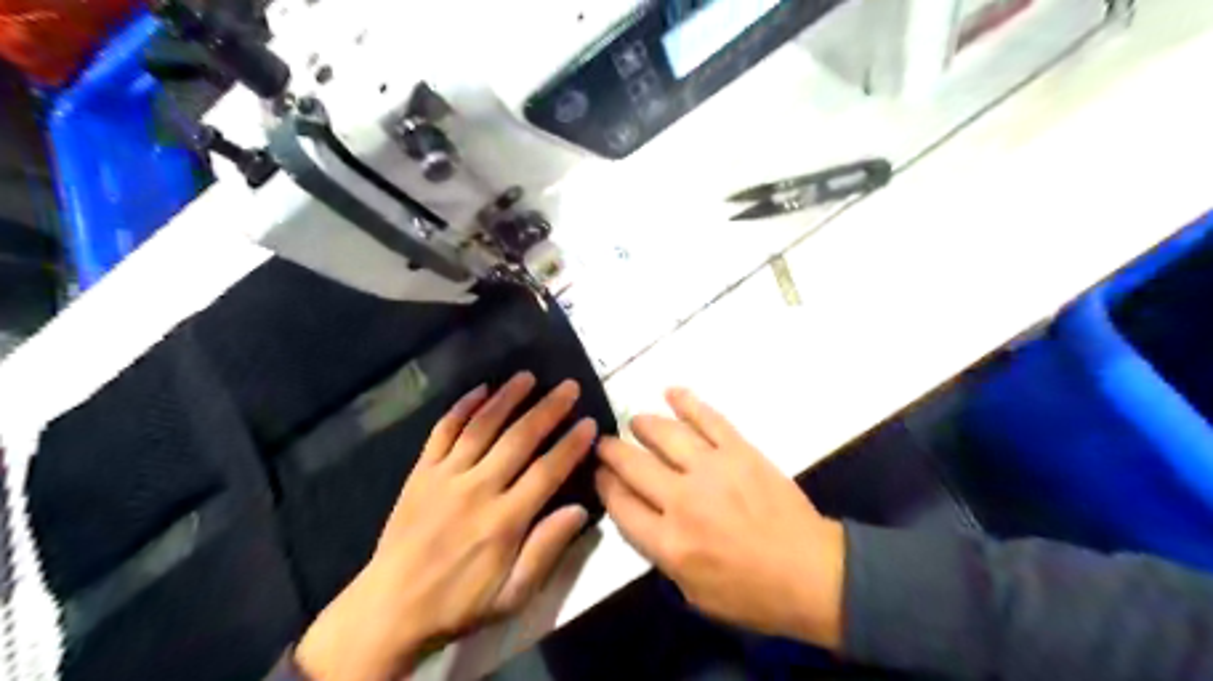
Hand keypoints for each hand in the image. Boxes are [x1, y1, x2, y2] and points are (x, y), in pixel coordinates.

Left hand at [294, 373, 595, 679]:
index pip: (547, 471)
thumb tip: (580, 510)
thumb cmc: (458, 603)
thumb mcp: (511, 595)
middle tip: (568, 387)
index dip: (571, 445)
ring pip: (482, 426)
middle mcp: (477, 489)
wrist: (389, 608)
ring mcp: (446, 476)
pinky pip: (443, 431)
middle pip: (519, 439)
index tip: (589, 423)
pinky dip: (461, 407)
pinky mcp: (421, 472)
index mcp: (504, 520)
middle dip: (548, 409)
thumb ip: (545, 550)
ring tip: (528, 376)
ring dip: (507, 398)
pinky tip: (480, 389)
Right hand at [597, 388, 844, 648]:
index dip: (603, 484)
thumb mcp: (692, 593)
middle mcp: (683, 501)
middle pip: (633, 465)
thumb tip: (638, 513)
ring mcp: (713, 470)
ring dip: (643, 424)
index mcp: (669, 542)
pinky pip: (708, 419)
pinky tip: (671, 392)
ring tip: (635, 421)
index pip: (620, 503)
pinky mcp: (740, 451)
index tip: (598, 472)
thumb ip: (659, 552)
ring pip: (666, 434)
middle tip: (604, 443)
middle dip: (611, 451)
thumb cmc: (751, 594)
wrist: (811, 573)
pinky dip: (687, 402)